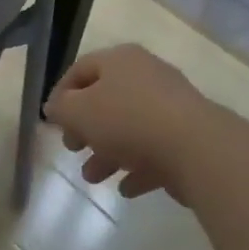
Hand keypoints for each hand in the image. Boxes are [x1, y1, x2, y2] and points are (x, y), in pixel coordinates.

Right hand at [45, 44, 210, 201]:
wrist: (196, 147)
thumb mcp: (80, 112)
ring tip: (93, 177)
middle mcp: (146, 74)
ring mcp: (170, 105)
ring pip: (130, 126)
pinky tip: (126, 189)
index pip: (81, 69)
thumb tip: (55, 107)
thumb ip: (62, 109)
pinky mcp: (188, 136)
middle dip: (86, 127)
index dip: (61, 93)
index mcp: (119, 60)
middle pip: (107, 98)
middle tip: (73, 148)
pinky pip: (155, 150)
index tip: (52, 122)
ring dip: (108, 152)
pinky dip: (138, 167)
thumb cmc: (129, 120)